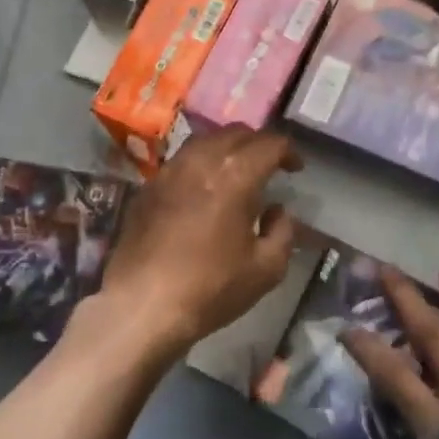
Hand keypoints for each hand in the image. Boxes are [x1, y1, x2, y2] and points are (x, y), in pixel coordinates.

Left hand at [98, 128, 302, 360]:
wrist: (142, 305)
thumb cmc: (210, 288)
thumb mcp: (266, 270)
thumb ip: (282, 232)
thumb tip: (277, 211)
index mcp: (236, 175)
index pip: (269, 144)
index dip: (288, 151)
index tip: (296, 169)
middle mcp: (201, 161)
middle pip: (235, 133)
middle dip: (258, 144)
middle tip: (269, 166)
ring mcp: (169, 171)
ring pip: (204, 141)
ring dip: (226, 148)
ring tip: (236, 171)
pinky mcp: (148, 187)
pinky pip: (181, 161)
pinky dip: (200, 164)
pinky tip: (203, 188)